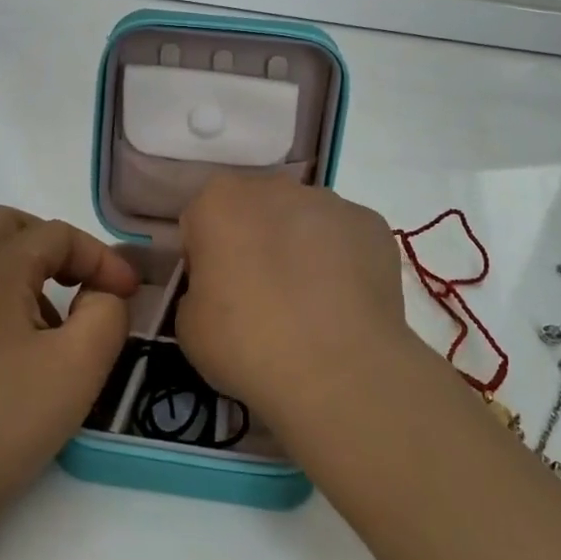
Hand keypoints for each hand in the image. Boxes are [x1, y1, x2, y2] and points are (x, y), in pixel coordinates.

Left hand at [0, 207, 137, 534]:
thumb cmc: (7, 417)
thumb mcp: (80, 363)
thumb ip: (107, 312)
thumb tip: (102, 294)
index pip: (56, 234)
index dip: (101, 257)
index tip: (129, 294)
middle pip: (9, 227)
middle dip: (56, 245)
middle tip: (84, 282)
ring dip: (31, 271)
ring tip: (60, 323)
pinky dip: (8, 297)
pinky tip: (25, 350)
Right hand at [176, 174, 414, 430]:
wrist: (338, 371)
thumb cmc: (248, 343)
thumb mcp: (188, 326)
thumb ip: (198, 289)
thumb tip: (220, 289)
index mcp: (218, 201)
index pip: (202, 221)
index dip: (207, 257)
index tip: (217, 293)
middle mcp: (274, 188)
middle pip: (254, 210)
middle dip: (254, 241)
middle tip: (260, 296)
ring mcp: (329, 202)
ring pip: (302, 219)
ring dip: (299, 247)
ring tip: (309, 305)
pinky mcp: (372, 224)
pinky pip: (344, 238)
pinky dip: (341, 261)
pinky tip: (342, 304)